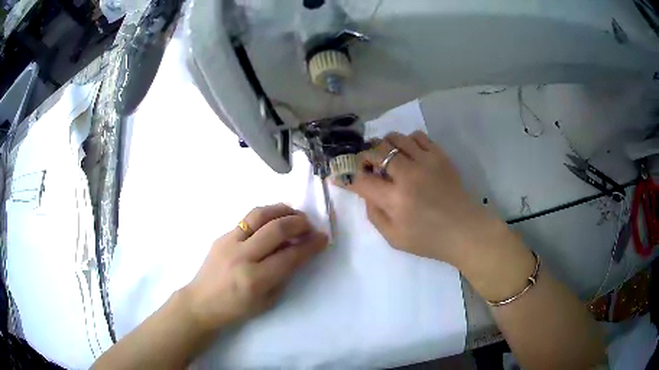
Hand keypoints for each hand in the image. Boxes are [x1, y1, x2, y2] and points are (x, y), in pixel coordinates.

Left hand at [183, 204, 327, 329]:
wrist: (201, 302)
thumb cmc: (236, 308)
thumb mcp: (267, 301)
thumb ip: (284, 276)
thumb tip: (297, 252)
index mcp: (255, 280)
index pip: (290, 256)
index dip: (311, 245)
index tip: (323, 238)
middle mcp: (242, 257)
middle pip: (276, 229)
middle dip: (299, 223)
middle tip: (310, 225)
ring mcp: (229, 242)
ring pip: (259, 215)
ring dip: (282, 210)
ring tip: (294, 214)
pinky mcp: (222, 235)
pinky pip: (247, 219)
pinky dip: (266, 214)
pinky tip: (274, 218)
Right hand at [342, 131, 498, 265]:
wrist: (466, 230)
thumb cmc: (429, 239)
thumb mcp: (394, 239)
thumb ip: (374, 215)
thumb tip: (366, 192)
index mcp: (395, 200)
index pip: (361, 180)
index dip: (346, 176)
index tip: (338, 174)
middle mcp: (408, 175)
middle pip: (376, 151)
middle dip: (364, 156)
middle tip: (366, 164)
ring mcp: (426, 162)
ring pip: (395, 138)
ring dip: (384, 145)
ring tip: (386, 156)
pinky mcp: (440, 156)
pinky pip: (418, 136)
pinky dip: (407, 141)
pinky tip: (408, 153)